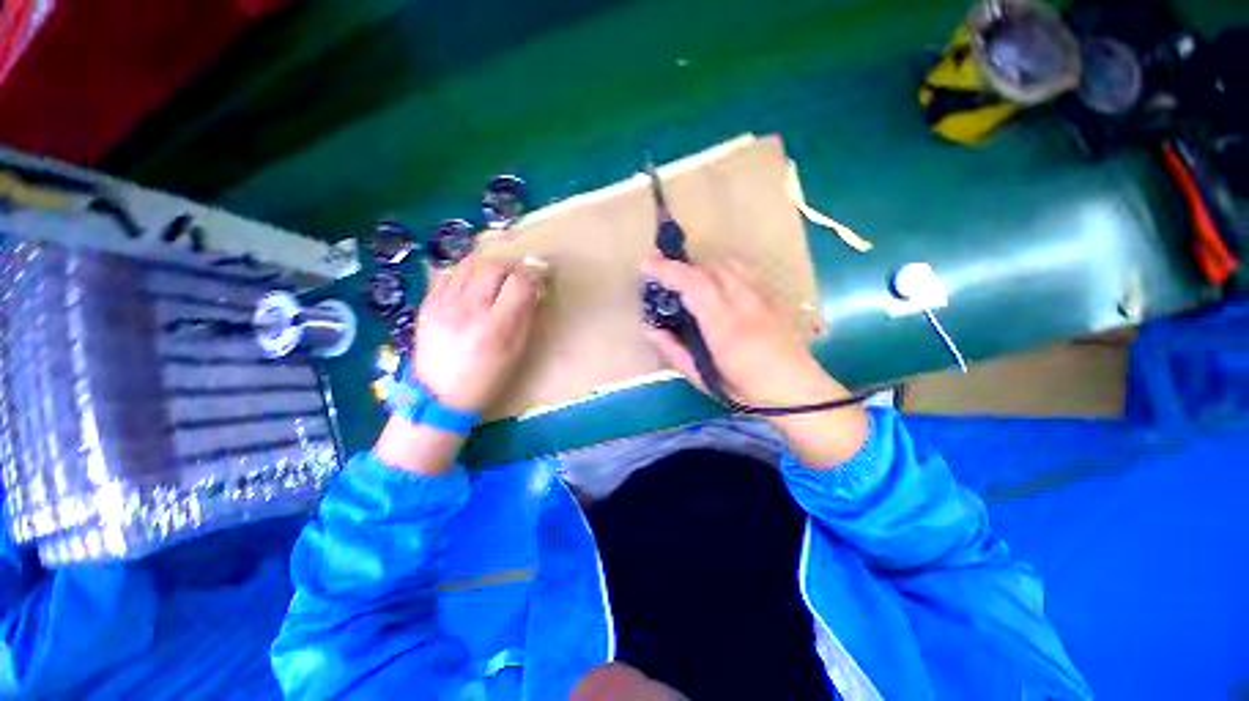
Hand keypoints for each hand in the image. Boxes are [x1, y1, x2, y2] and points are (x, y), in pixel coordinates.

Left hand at [412, 257, 543, 412]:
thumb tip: (534, 289)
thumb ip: (526, 317)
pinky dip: (468, 273)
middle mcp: (467, 309)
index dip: (533, 275)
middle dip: (513, 267)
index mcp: (494, 326)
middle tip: (519, 277)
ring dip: (490, 266)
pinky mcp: (427, 302)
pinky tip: (474, 285)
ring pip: (470, 263)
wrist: (438, 396)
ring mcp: (442, 303)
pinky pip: (450, 274)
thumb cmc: (486, 378)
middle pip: (494, 266)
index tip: (540, 278)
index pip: (519, 282)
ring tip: (497, 277)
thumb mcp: (516, 352)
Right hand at [641, 257, 845, 408]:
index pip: (694, 284)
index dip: (668, 270)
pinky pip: (744, 271)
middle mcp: (745, 303)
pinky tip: (718, 286)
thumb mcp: (703, 379)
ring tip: (690, 281)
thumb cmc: (746, 391)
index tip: (646, 265)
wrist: (799, 392)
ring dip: (703, 266)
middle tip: (664, 277)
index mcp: (724, 326)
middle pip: (710, 267)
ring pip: (729, 263)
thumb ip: (674, 351)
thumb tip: (651, 329)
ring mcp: (763, 296)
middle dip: (682, 267)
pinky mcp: (773, 296)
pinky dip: (723, 270)